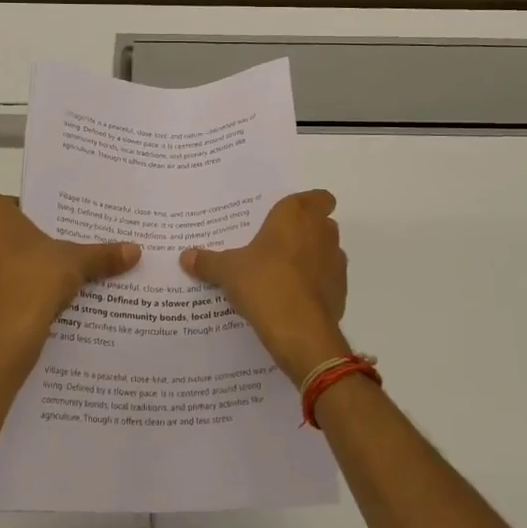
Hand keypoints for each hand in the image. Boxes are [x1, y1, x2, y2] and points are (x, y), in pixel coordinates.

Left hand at [0, 195, 138, 371]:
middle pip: (7, 233)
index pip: (18, 205)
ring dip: (20, 267)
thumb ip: (102, 254)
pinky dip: (13, 289)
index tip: (63, 229)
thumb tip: (136, 251)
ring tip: (53, 277)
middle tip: (62, 250)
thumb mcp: (76, 260)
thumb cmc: (35, 277)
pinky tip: (38, 299)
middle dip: (31, 242)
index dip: (42, 217)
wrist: (8, 334)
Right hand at [181, 190, 350, 383]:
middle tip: (277, 244)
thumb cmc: (263, 282)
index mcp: (296, 215)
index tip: (290, 216)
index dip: (310, 204)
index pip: (319, 197)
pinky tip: (294, 298)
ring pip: (328, 251)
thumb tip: (185, 256)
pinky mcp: (342, 291)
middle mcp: (322, 232)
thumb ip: (208, 261)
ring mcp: (336, 262)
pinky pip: (329, 280)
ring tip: (283, 273)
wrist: (300, 330)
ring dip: (312, 258)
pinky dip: (316, 285)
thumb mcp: (227, 271)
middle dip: (306, 231)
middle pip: (322, 223)